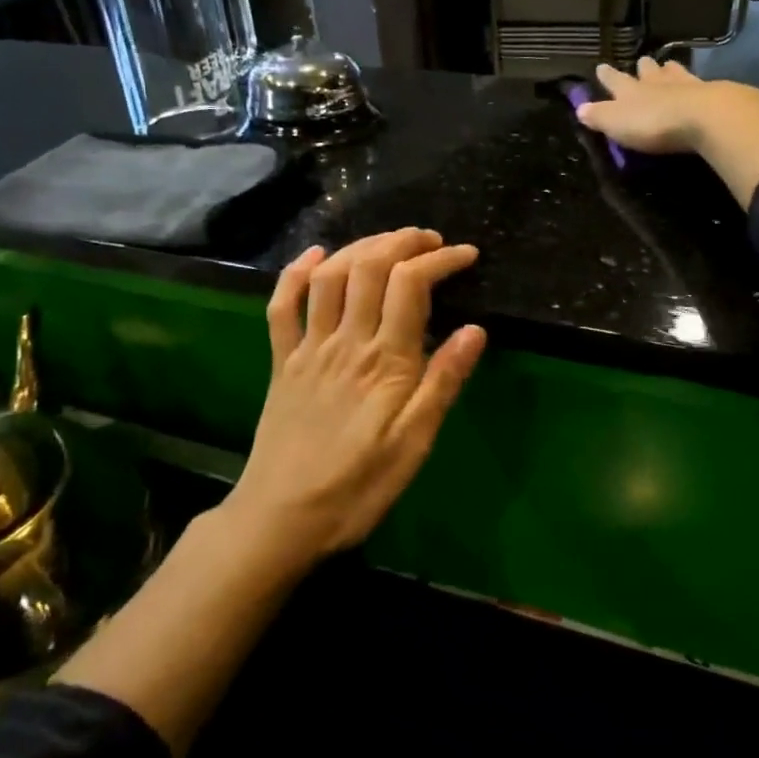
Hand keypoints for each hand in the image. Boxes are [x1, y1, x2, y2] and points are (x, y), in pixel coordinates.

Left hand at [227, 228, 486, 567]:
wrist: (282, 517)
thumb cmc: (359, 486)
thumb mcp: (415, 443)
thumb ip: (443, 382)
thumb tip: (476, 330)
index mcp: (385, 360)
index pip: (411, 285)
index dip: (440, 260)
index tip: (467, 255)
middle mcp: (345, 341)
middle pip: (370, 266)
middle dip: (403, 241)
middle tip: (430, 240)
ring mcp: (308, 347)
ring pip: (329, 276)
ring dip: (360, 246)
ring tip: (388, 241)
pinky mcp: (282, 361)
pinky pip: (282, 305)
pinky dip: (296, 272)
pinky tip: (315, 255)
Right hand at [573, 57, 758, 152]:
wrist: (704, 117)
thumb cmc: (653, 123)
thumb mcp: (617, 123)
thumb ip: (599, 116)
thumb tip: (579, 108)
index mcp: (630, 91)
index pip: (614, 80)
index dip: (607, 76)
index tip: (601, 66)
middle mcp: (656, 83)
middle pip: (647, 71)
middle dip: (643, 68)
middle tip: (642, 61)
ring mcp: (685, 86)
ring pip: (674, 73)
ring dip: (669, 70)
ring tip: (668, 65)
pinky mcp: (711, 95)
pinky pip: (699, 85)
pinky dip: (694, 84)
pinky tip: (698, 86)